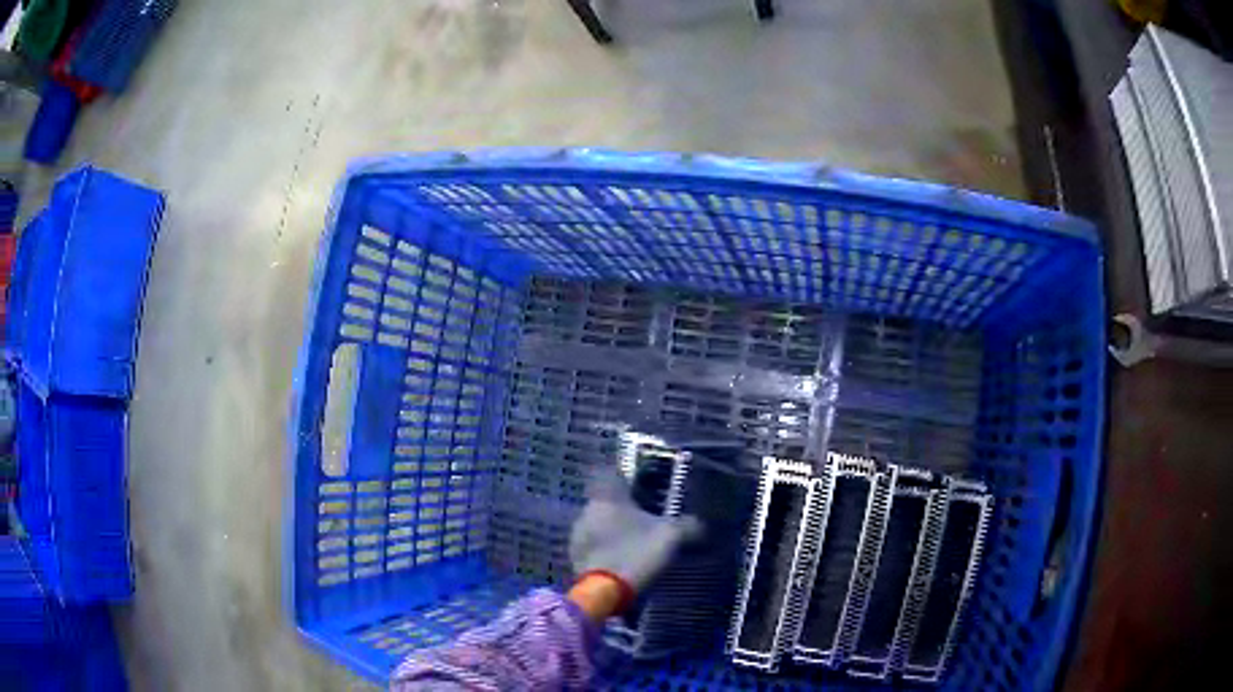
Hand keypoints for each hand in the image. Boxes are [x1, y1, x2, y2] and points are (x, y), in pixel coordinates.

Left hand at [567, 468, 701, 620]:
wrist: (604, 594)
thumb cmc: (636, 554)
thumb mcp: (671, 537)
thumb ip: (687, 526)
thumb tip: (700, 523)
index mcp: (606, 497)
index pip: (609, 474)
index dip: (625, 478)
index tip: (641, 487)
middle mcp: (587, 511)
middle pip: (605, 502)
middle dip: (623, 510)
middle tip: (646, 520)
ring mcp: (577, 536)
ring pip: (598, 525)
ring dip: (613, 531)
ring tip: (635, 544)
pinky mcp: (575, 558)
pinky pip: (594, 547)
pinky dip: (606, 551)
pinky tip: (623, 561)